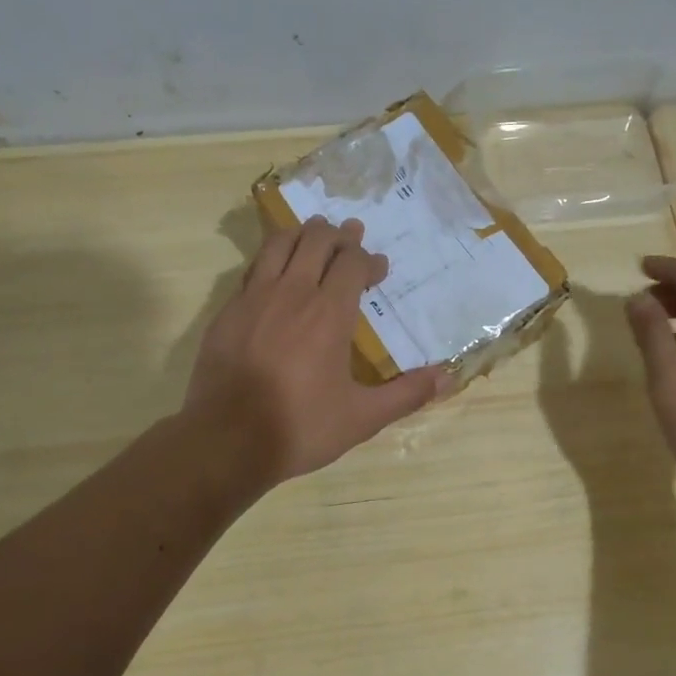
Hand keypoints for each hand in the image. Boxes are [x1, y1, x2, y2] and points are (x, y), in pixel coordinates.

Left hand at [183, 216, 445, 485]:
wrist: (227, 440)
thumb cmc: (300, 427)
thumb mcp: (362, 418)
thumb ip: (406, 394)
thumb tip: (448, 378)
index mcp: (329, 313)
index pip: (352, 263)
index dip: (368, 260)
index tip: (378, 269)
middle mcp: (292, 293)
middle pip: (316, 240)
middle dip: (338, 235)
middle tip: (350, 237)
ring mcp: (254, 298)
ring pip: (279, 244)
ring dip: (302, 235)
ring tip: (314, 237)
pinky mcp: (228, 311)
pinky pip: (253, 269)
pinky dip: (271, 260)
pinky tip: (276, 275)